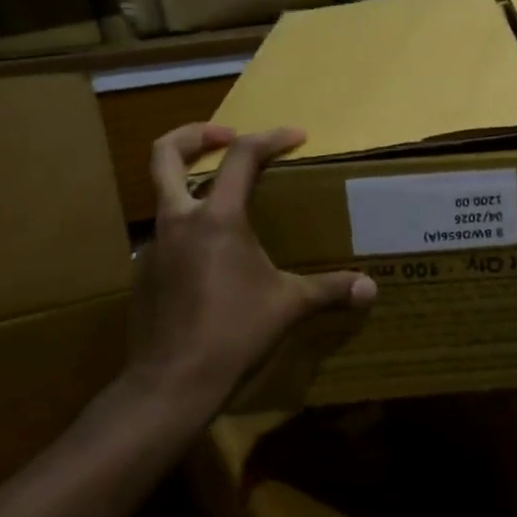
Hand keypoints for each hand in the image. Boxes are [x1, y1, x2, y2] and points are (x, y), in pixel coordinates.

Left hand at [106, 122, 375, 427]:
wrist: (172, 382)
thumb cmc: (234, 332)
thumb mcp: (289, 306)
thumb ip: (330, 290)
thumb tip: (371, 290)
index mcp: (216, 218)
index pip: (242, 157)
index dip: (271, 138)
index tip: (297, 137)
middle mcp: (179, 221)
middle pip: (166, 155)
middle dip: (195, 135)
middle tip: (226, 135)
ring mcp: (155, 246)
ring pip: (164, 196)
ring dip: (192, 185)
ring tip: (228, 202)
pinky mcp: (145, 273)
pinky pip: (167, 234)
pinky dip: (190, 228)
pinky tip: (215, 257)